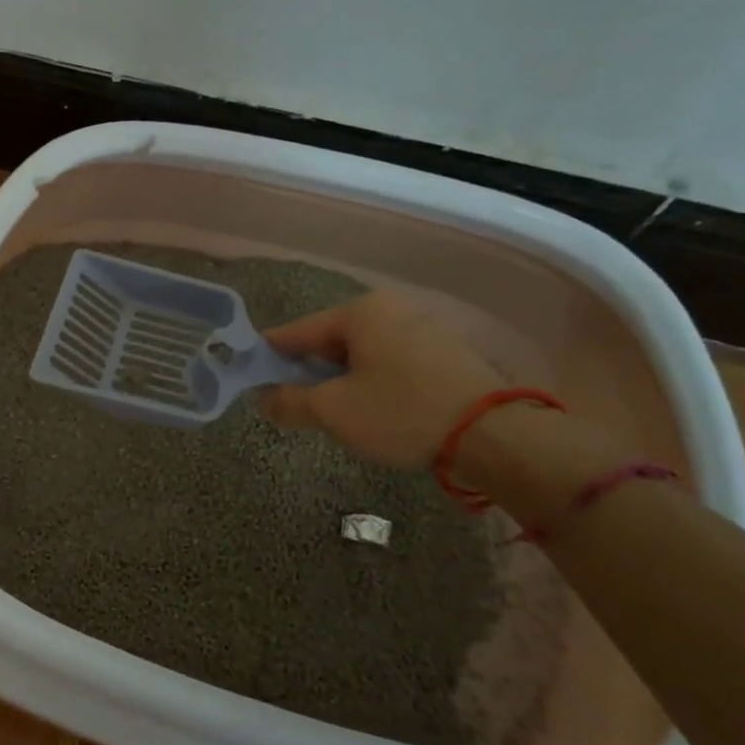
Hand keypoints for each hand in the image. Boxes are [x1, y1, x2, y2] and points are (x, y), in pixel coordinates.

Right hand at [258, 289, 505, 467]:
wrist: (494, 435)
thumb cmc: (401, 412)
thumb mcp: (334, 411)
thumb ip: (289, 402)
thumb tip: (264, 399)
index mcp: (360, 312)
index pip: (298, 330)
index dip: (270, 353)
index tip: (250, 371)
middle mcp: (392, 309)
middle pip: (331, 339)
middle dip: (308, 369)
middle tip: (290, 399)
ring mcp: (424, 328)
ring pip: (363, 352)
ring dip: (341, 378)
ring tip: (330, 409)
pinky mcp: (446, 353)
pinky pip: (391, 361)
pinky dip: (373, 380)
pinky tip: (371, 408)